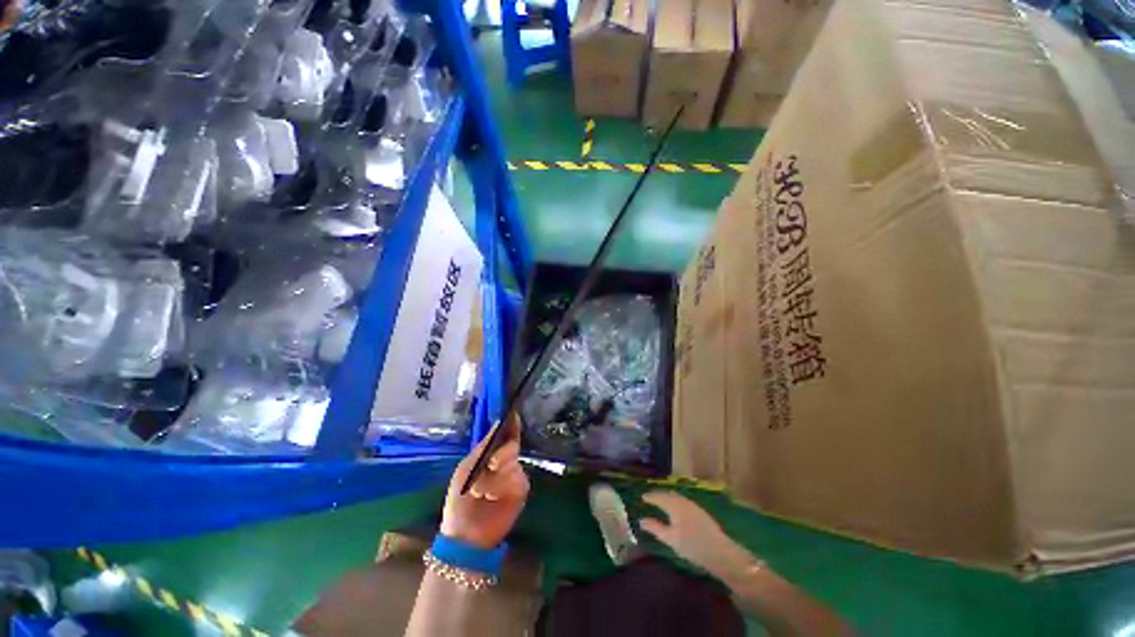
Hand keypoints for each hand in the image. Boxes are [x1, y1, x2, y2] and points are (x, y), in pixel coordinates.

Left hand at [440, 416, 529, 548]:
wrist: (465, 533)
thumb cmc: (460, 498)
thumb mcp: (466, 468)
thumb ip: (484, 446)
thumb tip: (498, 424)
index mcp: (491, 453)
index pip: (505, 433)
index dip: (511, 423)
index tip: (513, 413)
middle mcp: (506, 460)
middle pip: (512, 445)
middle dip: (501, 454)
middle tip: (491, 465)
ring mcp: (515, 474)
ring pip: (513, 463)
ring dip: (495, 477)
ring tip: (481, 492)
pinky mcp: (521, 489)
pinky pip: (517, 479)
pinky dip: (502, 487)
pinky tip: (492, 498)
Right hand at [640, 491, 755, 578]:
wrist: (720, 551)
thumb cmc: (692, 546)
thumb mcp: (670, 539)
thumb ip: (655, 528)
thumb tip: (641, 520)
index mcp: (674, 505)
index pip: (659, 497)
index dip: (650, 497)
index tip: (642, 497)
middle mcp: (683, 501)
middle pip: (668, 494)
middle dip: (659, 495)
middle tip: (650, 498)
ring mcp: (693, 505)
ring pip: (676, 497)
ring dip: (668, 497)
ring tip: (661, 502)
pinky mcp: (700, 511)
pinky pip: (683, 501)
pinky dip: (675, 501)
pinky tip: (676, 509)